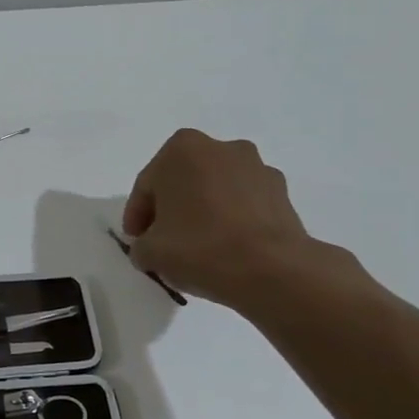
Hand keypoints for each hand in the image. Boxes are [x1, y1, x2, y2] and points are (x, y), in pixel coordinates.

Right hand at [123, 128, 349, 311]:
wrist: (271, 269)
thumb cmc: (199, 248)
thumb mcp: (149, 252)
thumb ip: (141, 244)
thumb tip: (150, 247)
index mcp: (181, 149)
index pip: (147, 185)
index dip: (137, 216)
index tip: (136, 240)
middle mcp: (220, 148)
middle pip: (183, 181)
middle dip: (172, 207)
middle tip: (163, 240)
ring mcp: (256, 167)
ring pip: (216, 189)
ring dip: (204, 211)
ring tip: (199, 246)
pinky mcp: (282, 192)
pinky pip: (245, 203)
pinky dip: (232, 219)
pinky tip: (228, 248)